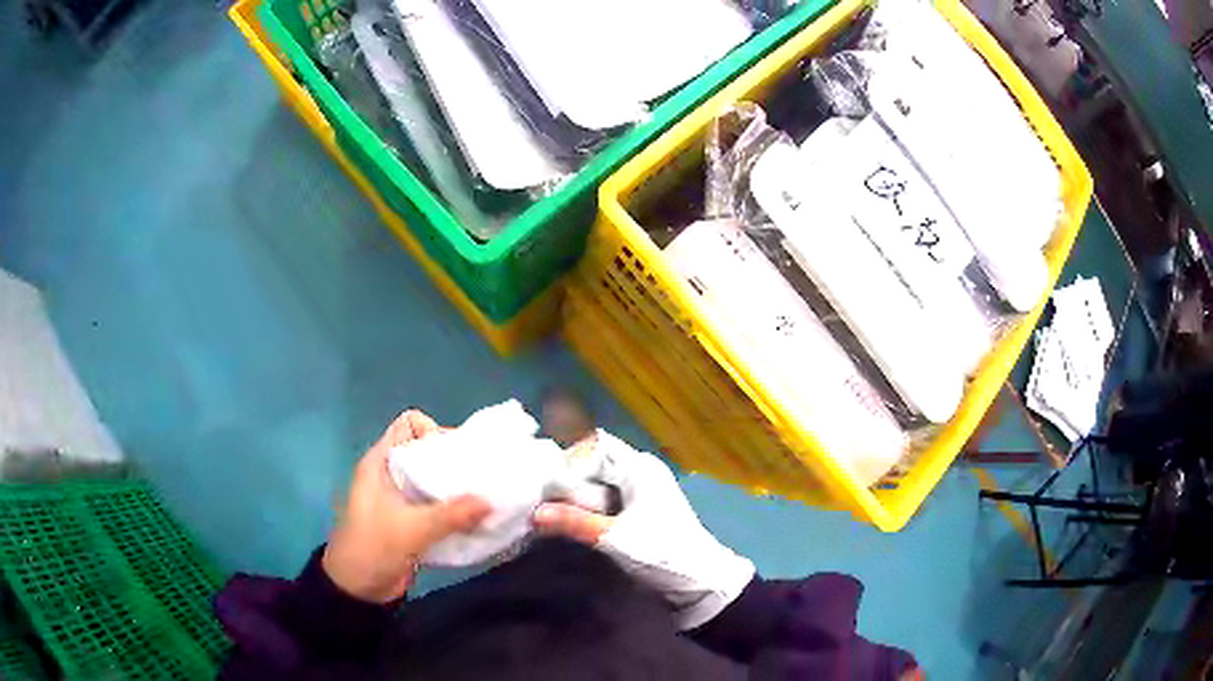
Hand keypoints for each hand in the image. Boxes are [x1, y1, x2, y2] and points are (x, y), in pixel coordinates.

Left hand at [323, 411, 490, 602]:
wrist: (356, 590)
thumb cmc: (371, 549)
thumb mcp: (410, 531)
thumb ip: (450, 515)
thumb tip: (491, 501)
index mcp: (380, 464)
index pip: (408, 424)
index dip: (433, 430)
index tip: (458, 454)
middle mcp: (391, 474)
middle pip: (427, 451)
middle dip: (455, 460)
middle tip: (484, 475)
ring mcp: (401, 499)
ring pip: (434, 480)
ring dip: (459, 488)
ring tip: (488, 496)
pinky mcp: (411, 521)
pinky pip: (438, 504)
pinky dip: (456, 509)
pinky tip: (477, 519)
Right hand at [532, 433, 753, 628]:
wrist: (700, 580)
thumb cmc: (661, 552)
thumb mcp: (613, 538)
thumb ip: (573, 522)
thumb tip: (534, 513)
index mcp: (640, 468)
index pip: (596, 446)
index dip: (571, 461)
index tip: (549, 485)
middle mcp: (642, 471)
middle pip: (597, 463)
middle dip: (571, 480)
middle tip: (545, 500)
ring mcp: (644, 490)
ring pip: (601, 482)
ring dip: (580, 496)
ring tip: (554, 512)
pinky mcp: (642, 509)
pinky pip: (609, 497)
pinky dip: (591, 506)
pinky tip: (574, 522)